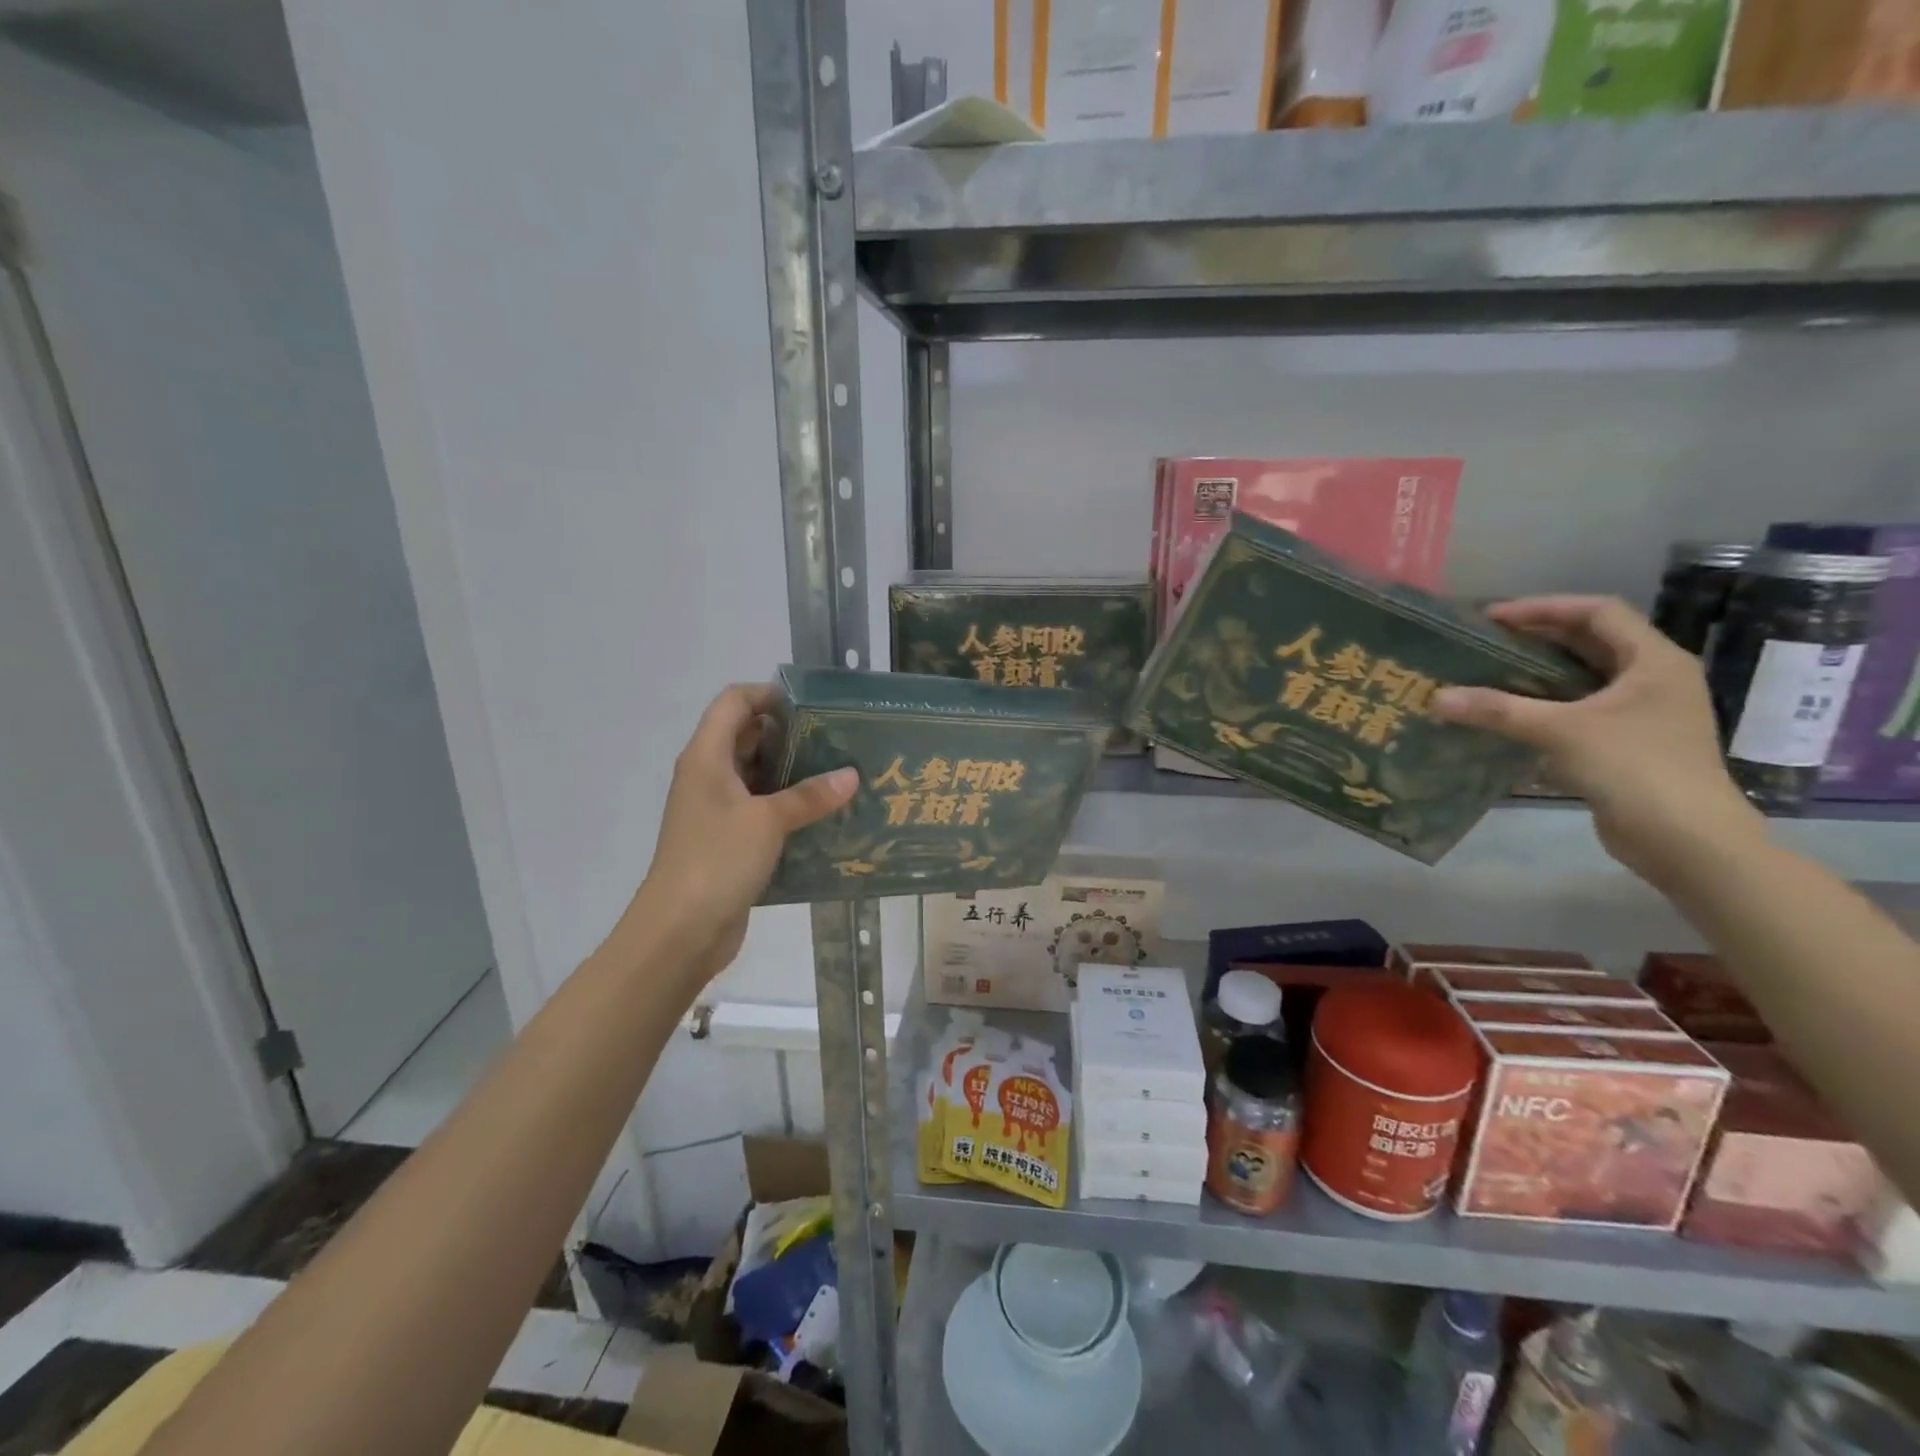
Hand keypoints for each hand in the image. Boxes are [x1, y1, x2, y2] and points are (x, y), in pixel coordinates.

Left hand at [626, 684, 856, 984]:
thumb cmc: (716, 860)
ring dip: (792, 773)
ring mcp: (716, 810)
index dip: (768, 694)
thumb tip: (852, 775)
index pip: (733, 702)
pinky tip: (822, 814)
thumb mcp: (767, 821)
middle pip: (746, 736)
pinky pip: (760, 809)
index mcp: (706, 757)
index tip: (812, 706)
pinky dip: (787, 806)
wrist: (679, 931)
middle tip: (835, 739)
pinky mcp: (727, 840)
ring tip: (838, 774)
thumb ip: (810, 795)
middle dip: (789, 734)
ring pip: (756, 775)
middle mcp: (707, 776)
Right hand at [1429, 596, 1764, 885]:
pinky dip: (1546, 702)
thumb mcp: (1561, 732)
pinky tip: (1510, 712)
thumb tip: (1436, 697)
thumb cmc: (1635, 768)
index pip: (1597, 612)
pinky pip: (1581, 707)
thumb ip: (1498, 710)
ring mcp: (1645, 712)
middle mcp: (1654, 678)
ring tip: (1489, 670)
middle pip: (1592, 640)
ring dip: (1540, 670)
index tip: (1493, 617)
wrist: (1686, 839)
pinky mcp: (1629, 741)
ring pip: (1585, 675)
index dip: (1544, 607)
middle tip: (1485, 640)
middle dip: (1538, 636)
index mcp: (1653, 661)